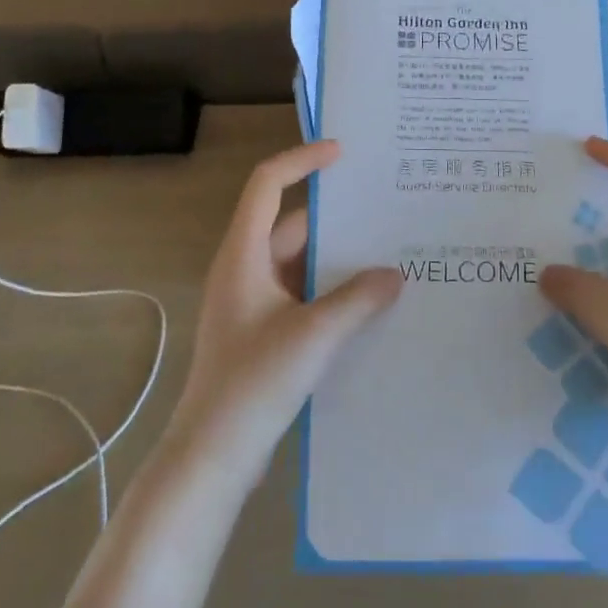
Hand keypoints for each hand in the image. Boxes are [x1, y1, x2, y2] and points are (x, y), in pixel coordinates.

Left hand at [161, 141, 401, 491]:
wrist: (213, 454)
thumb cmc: (254, 382)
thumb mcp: (314, 335)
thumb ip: (358, 299)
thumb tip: (394, 274)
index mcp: (243, 254)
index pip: (268, 184)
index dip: (302, 160)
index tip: (343, 153)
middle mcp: (244, 268)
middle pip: (289, 223)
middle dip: (333, 215)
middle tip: (381, 207)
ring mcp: (251, 301)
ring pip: (298, 261)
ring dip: (335, 257)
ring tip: (385, 251)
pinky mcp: (262, 331)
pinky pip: (300, 292)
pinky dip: (329, 289)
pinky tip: (367, 301)